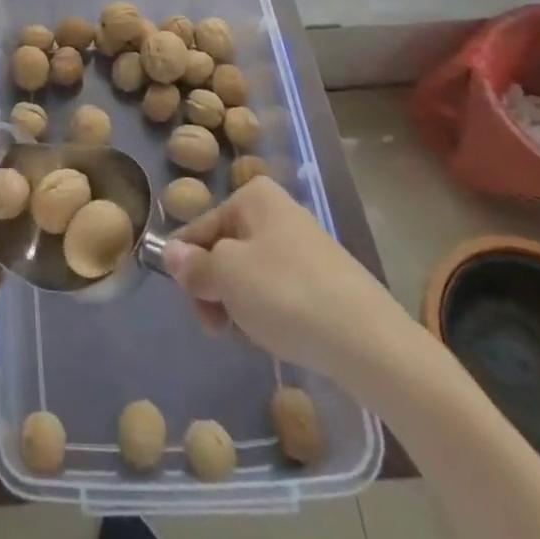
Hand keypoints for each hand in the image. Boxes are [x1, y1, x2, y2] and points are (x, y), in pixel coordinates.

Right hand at [163, 176, 416, 385]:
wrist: (369, 342)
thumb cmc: (286, 294)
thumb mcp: (227, 276)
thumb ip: (194, 266)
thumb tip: (170, 252)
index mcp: (254, 196)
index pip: (201, 227)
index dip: (188, 265)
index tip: (191, 304)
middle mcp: (280, 211)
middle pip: (227, 250)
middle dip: (218, 288)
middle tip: (220, 327)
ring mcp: (306, 246)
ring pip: (253, 274)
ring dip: (243, 305)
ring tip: (255, 335)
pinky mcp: (327, 280)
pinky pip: (282, 292)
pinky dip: (273, 313)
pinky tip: (281, 337)